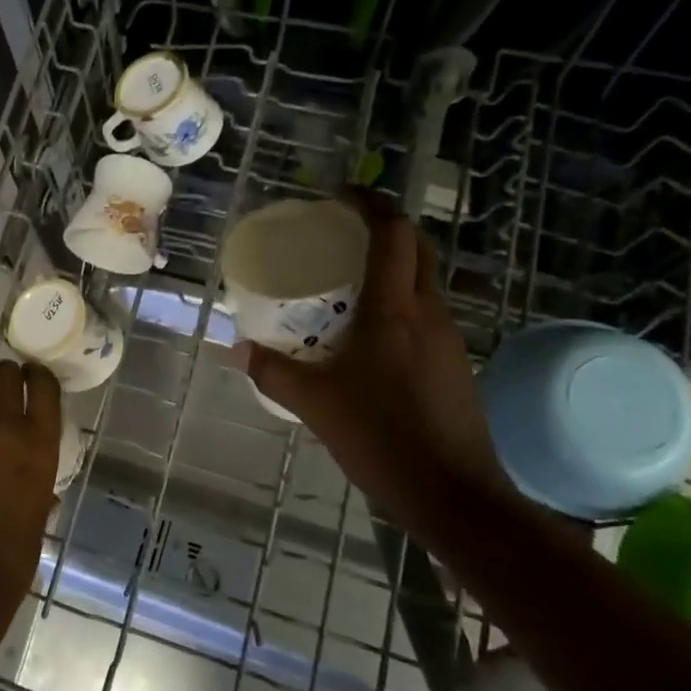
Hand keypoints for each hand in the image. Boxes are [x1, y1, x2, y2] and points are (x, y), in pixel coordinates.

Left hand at [0, 358, 61, 621]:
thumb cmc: (12, 556)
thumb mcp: (38, 510)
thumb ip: (39, 483)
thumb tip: (38, 485)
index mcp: (40, 443)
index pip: (43, 383)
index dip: (36, 375)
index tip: (31, 379)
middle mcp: (5, 425)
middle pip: (4, 370)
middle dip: (2, 377)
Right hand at [234, 193, 513, 533]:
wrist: (454, 495)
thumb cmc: (382, 437)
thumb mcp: (314, 403)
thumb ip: (272, 371)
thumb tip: (236, 349)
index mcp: (394, 311)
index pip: (393, 235)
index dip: (371, 204)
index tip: (340, 195)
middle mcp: (428, 313)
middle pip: (418, 248)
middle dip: (386, 227)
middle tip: (344, 230)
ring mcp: (448, 339)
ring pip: (425, 280)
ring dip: (394, 265)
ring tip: (349, 278)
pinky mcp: (454, 364)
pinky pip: (426, 313)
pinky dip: (400, 301)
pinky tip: (369, 333)